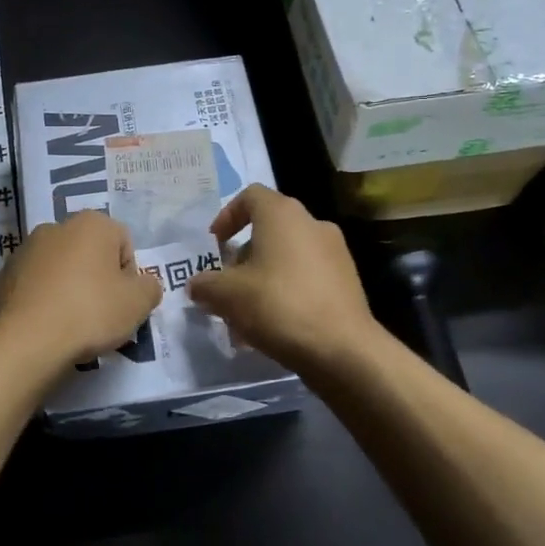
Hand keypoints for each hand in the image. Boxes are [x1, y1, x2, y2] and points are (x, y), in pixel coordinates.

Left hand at [0, 210, 162, 367]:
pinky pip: (34, 286)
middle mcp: (55, 227)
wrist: (24, 341)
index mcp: (91, 223)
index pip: (123, 243)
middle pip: (89, 253)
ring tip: (71, 324)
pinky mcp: (2, 276)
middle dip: (97, 279)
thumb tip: (143, 285)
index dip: (128, 276)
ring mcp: (24, 250)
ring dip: (68, 289)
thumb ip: (150, 287)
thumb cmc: (89, 312)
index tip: (122, 303)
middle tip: (100, 315)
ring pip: (59, 269)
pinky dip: (42, 301)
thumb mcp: (138, 304)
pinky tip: (45, 326)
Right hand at [187, 185, 379, 373]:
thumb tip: (196, 285)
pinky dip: (286, 292)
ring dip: (262, 278)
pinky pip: (307, 277)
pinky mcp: (347, 281)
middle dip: (242, 257)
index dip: (226, 216)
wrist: (343, 349)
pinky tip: (273, 326)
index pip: (250, 196)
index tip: (215, 246)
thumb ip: (205, 285)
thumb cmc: (279, 306)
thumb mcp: (227, 295)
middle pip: (268, 229)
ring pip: (286, 257)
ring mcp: (335, 252)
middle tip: (226, 285)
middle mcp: (312, 223)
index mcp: (282, 214)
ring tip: (245, 315)